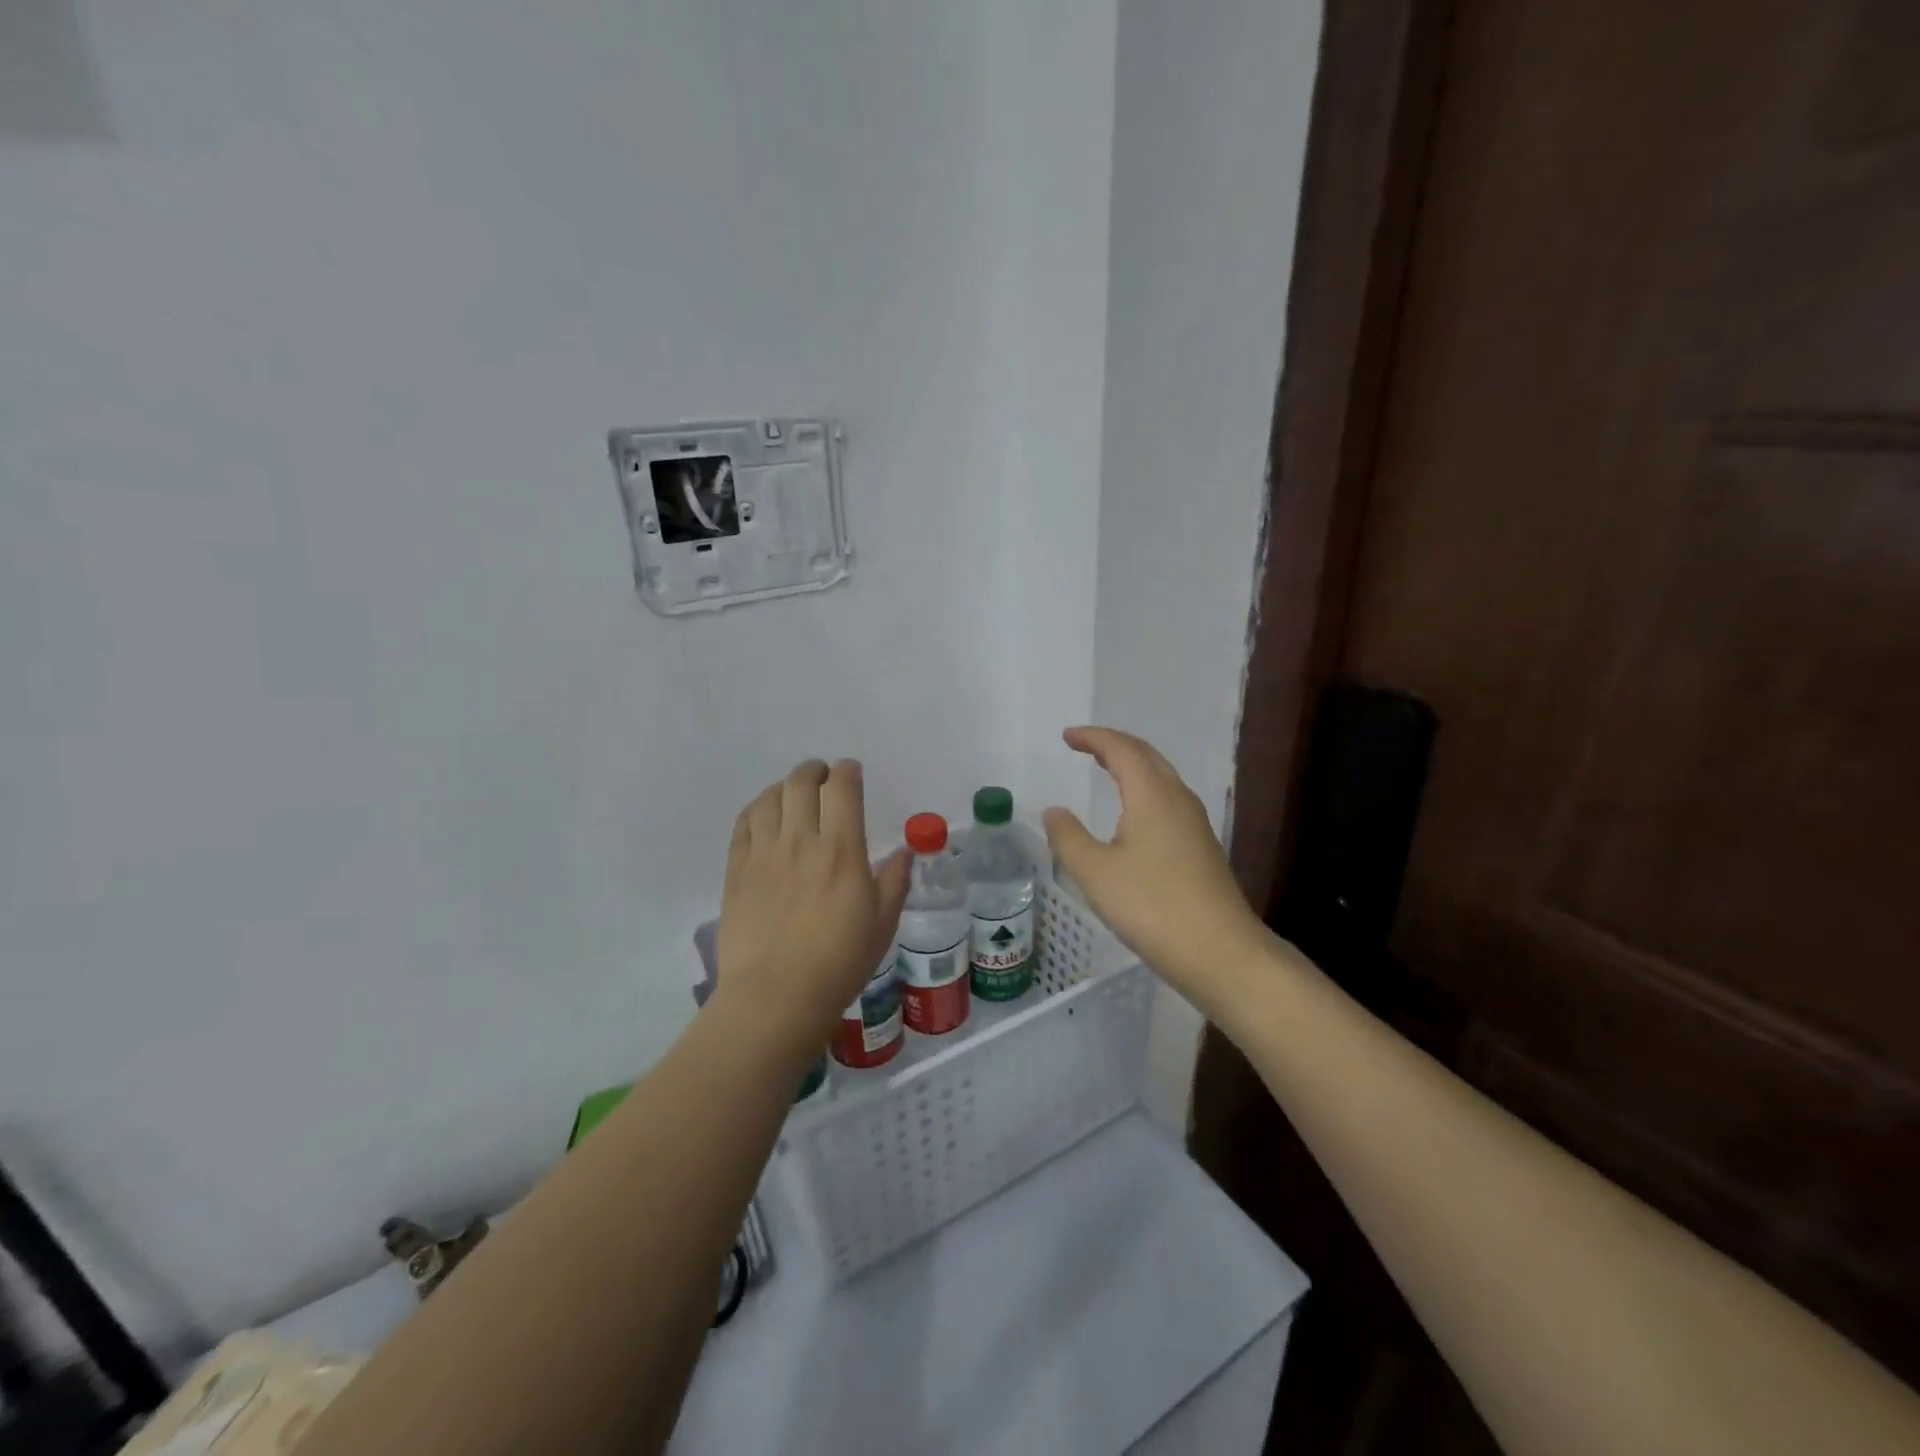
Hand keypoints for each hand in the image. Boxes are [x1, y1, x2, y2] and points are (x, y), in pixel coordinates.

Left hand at [715, 759, 912, 1057]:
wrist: (776, 996)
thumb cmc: (839, 962)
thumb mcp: (882, 924)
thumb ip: (895, 881)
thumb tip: (905, 851)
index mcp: (841, 849)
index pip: (842, 789)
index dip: (847, 771)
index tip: (851, 771)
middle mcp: (800, 841)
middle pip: (801, 783)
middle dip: (814, 770)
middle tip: (821, 776)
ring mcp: (763, 854)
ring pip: (769, 798)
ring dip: (784, 786)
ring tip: (791, 793)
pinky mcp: (737, 871)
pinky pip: (743, 824)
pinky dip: (756, 809)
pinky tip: (763, 815)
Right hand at [1043, 727, 1267, 1002]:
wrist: (1220, 952)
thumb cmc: (1152, 906)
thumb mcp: (1095, 873)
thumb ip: (1068, 838)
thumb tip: (1053, 811)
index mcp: (1152, 795)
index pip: (1122, 750)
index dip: (1093, 738)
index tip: (1067, 736)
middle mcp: (1178, 800)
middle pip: (1147, 757)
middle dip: (1115, 745)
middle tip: (1086, 746)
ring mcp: (1195, 824)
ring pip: (1162, 778)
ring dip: (1133, 766)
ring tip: (1107, 770)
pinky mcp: (1201, 848)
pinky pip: (1168, 801)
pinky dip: (1144, 790)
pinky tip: (1134, 815)